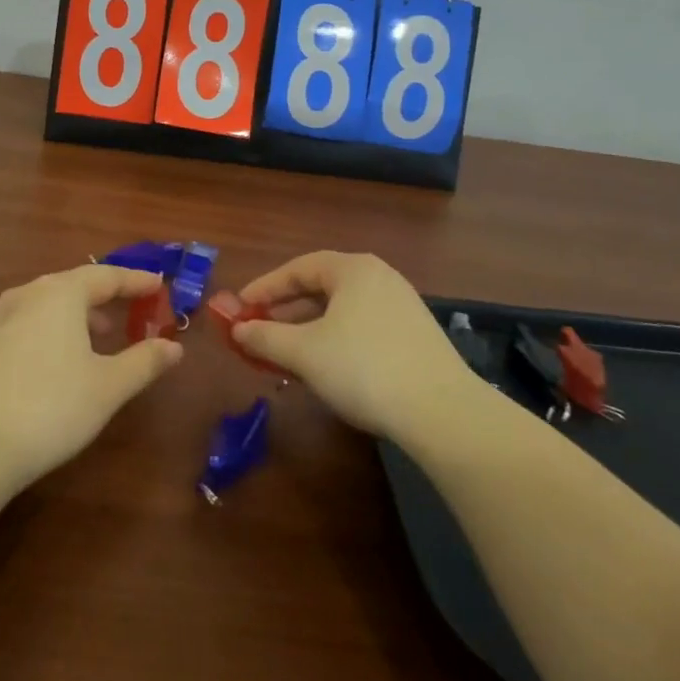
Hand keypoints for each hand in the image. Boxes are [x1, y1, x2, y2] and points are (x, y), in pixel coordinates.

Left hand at [0, 264, 183, 488]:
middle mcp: (26, 295)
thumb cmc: (50, 408)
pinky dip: (49, 331)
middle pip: (73, 285)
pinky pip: (24, 324)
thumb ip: (144, 362)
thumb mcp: (108, 387)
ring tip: (95, 338)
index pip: (106, 276)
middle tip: (128, 311)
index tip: (158, 285)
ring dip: (75, 315)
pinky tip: (53, 361)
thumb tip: (174, 347)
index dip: (136, 281)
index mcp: (61, 294)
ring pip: (46, 305)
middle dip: (104, 297)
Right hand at [235, 252, 480, 440]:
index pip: (298, 268)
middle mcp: (379, 278)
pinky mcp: (414, 336)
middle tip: (258, 331)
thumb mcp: (304, 353)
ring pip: (341, 311)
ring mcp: (401, 306)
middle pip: (320, 288)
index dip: (264, 287)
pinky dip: (334, 341)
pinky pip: (361, 328)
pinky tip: (326, 369)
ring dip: (308, 330)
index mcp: (353, 269)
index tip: (239, 308)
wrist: (442, 412)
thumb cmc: (363, 368)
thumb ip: (265, 337)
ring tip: (286, 355)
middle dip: (285, 311)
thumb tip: (238, 329)